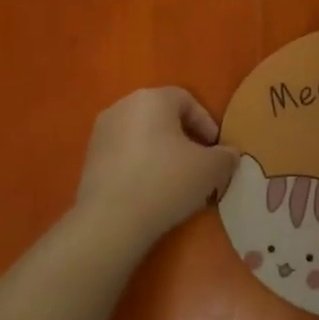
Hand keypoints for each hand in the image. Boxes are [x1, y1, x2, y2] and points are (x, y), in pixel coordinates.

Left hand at [74, 88, 238, 244]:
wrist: (111, 220)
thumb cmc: (166, 181)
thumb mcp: (210, 169)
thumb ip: (225, 156)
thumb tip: (228, 154)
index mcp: (152, 99)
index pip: (187, 99)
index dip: (207, 123)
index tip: (216, 150)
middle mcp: (122, 107)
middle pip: (162, 116)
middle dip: (184, 137)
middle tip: (200, 163)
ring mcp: (101, 133)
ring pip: (142, 135)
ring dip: (162, 152)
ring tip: (177, 180)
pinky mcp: (89, 160)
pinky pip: (125, 155)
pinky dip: (141, 166)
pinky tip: (151, 191)